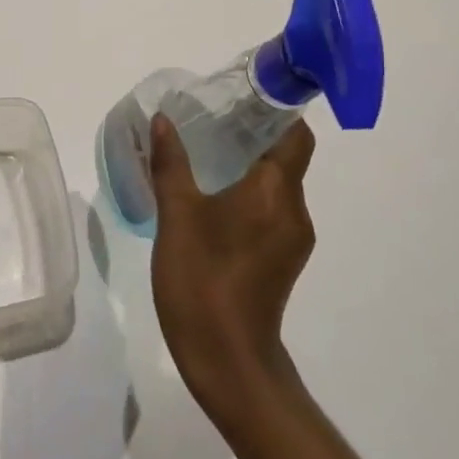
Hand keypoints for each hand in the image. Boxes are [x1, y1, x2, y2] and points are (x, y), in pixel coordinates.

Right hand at [148, 113, 317, 417]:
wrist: (227, 360)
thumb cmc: (201, 280)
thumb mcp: (177, 216)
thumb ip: (171, 164)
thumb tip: (163, 120)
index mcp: (275, 192)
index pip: (295, 136)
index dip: (277, 112)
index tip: (243, 97)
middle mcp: (294, 210)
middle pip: (287, 158)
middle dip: (255, 135)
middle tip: (212, 120)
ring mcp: (292, 239)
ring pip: (278, 186)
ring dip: (250, 166)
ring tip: (208, 155)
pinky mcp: (283, 260)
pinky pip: (272, 210)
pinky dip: (250, 195)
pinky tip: (214, 199)